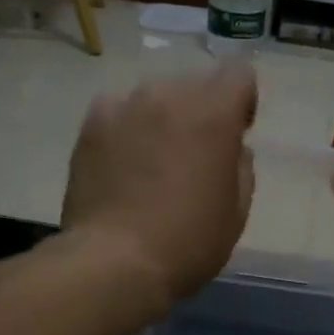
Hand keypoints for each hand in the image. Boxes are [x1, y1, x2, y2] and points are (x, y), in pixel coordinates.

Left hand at [61, 64, 256, 305]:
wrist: (115, 262)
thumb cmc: (189, 241)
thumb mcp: (237, 210)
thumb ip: (240, 166)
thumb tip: (231, 148)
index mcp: (213, 114)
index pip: (238, 73)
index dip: (242, 100)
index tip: (236, 132)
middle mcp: (169, 96)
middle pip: (195, 83)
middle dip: (202, 110)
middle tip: (194, 153)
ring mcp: (125, 106)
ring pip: (156, 96)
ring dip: (164, 117)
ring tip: (154, 159)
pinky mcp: (91, 124)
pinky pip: (119, 110)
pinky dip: (128, 126)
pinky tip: (123, 161)